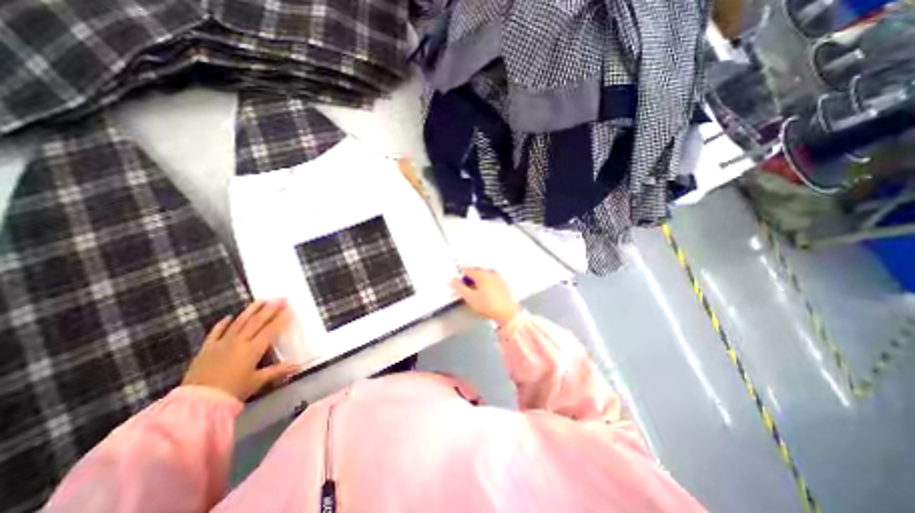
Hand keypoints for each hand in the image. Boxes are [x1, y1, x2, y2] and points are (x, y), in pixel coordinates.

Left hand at [181, 298, 300, 402]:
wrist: (196, 403)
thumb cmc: (232, 392)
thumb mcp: (257, 381)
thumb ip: (278, 371)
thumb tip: (297, 365)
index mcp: (253, 349)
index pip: (270, 330)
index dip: (281, 319)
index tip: (289, 309)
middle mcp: (239, 342)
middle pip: (257, 322)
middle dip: (270, 309)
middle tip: (280, 298)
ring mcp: (221, 343)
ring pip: (239, 322)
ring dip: (251, 310)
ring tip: (261, 300)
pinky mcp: (207, 349)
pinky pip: (216, 332)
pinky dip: (223, 323)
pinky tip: (229, 316)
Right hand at [452, 267, 522, 326]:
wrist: (507, 313)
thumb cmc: (488, 305)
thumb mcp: (470, 298)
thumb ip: (459, 287)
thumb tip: (451, 280)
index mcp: (481, 274)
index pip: (467, 269)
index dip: (460, 275)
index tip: (458, 282)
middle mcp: (490, 272)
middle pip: (476, 270)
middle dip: (469, 277)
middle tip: (465, 286)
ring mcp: (498, 277)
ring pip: (484, 274)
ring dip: (477, 279)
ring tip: (475, 291)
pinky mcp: (503, 283)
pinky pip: (491, 278)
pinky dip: (485, 282)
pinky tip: (485, 292)